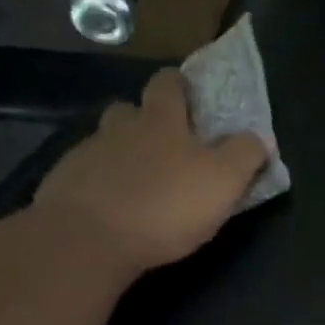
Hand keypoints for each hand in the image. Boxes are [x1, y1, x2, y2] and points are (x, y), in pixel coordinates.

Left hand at [35, 69, 268, 275]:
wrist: (87, 239)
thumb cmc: (165, 205)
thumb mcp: (223, 181)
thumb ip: (244, 155)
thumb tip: (261, 137)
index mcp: (160, 121)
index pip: (168, 84)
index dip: (178, 85)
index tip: (188, 94)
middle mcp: (119, 128)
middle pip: (129, 110)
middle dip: (144, 119)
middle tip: (163, 143)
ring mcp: (85, 156)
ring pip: (105, 143)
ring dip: (120, 154)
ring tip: (136, 181)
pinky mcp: (63, 186)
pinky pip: (85, 176)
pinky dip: (98, 185)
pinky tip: (109, 208)